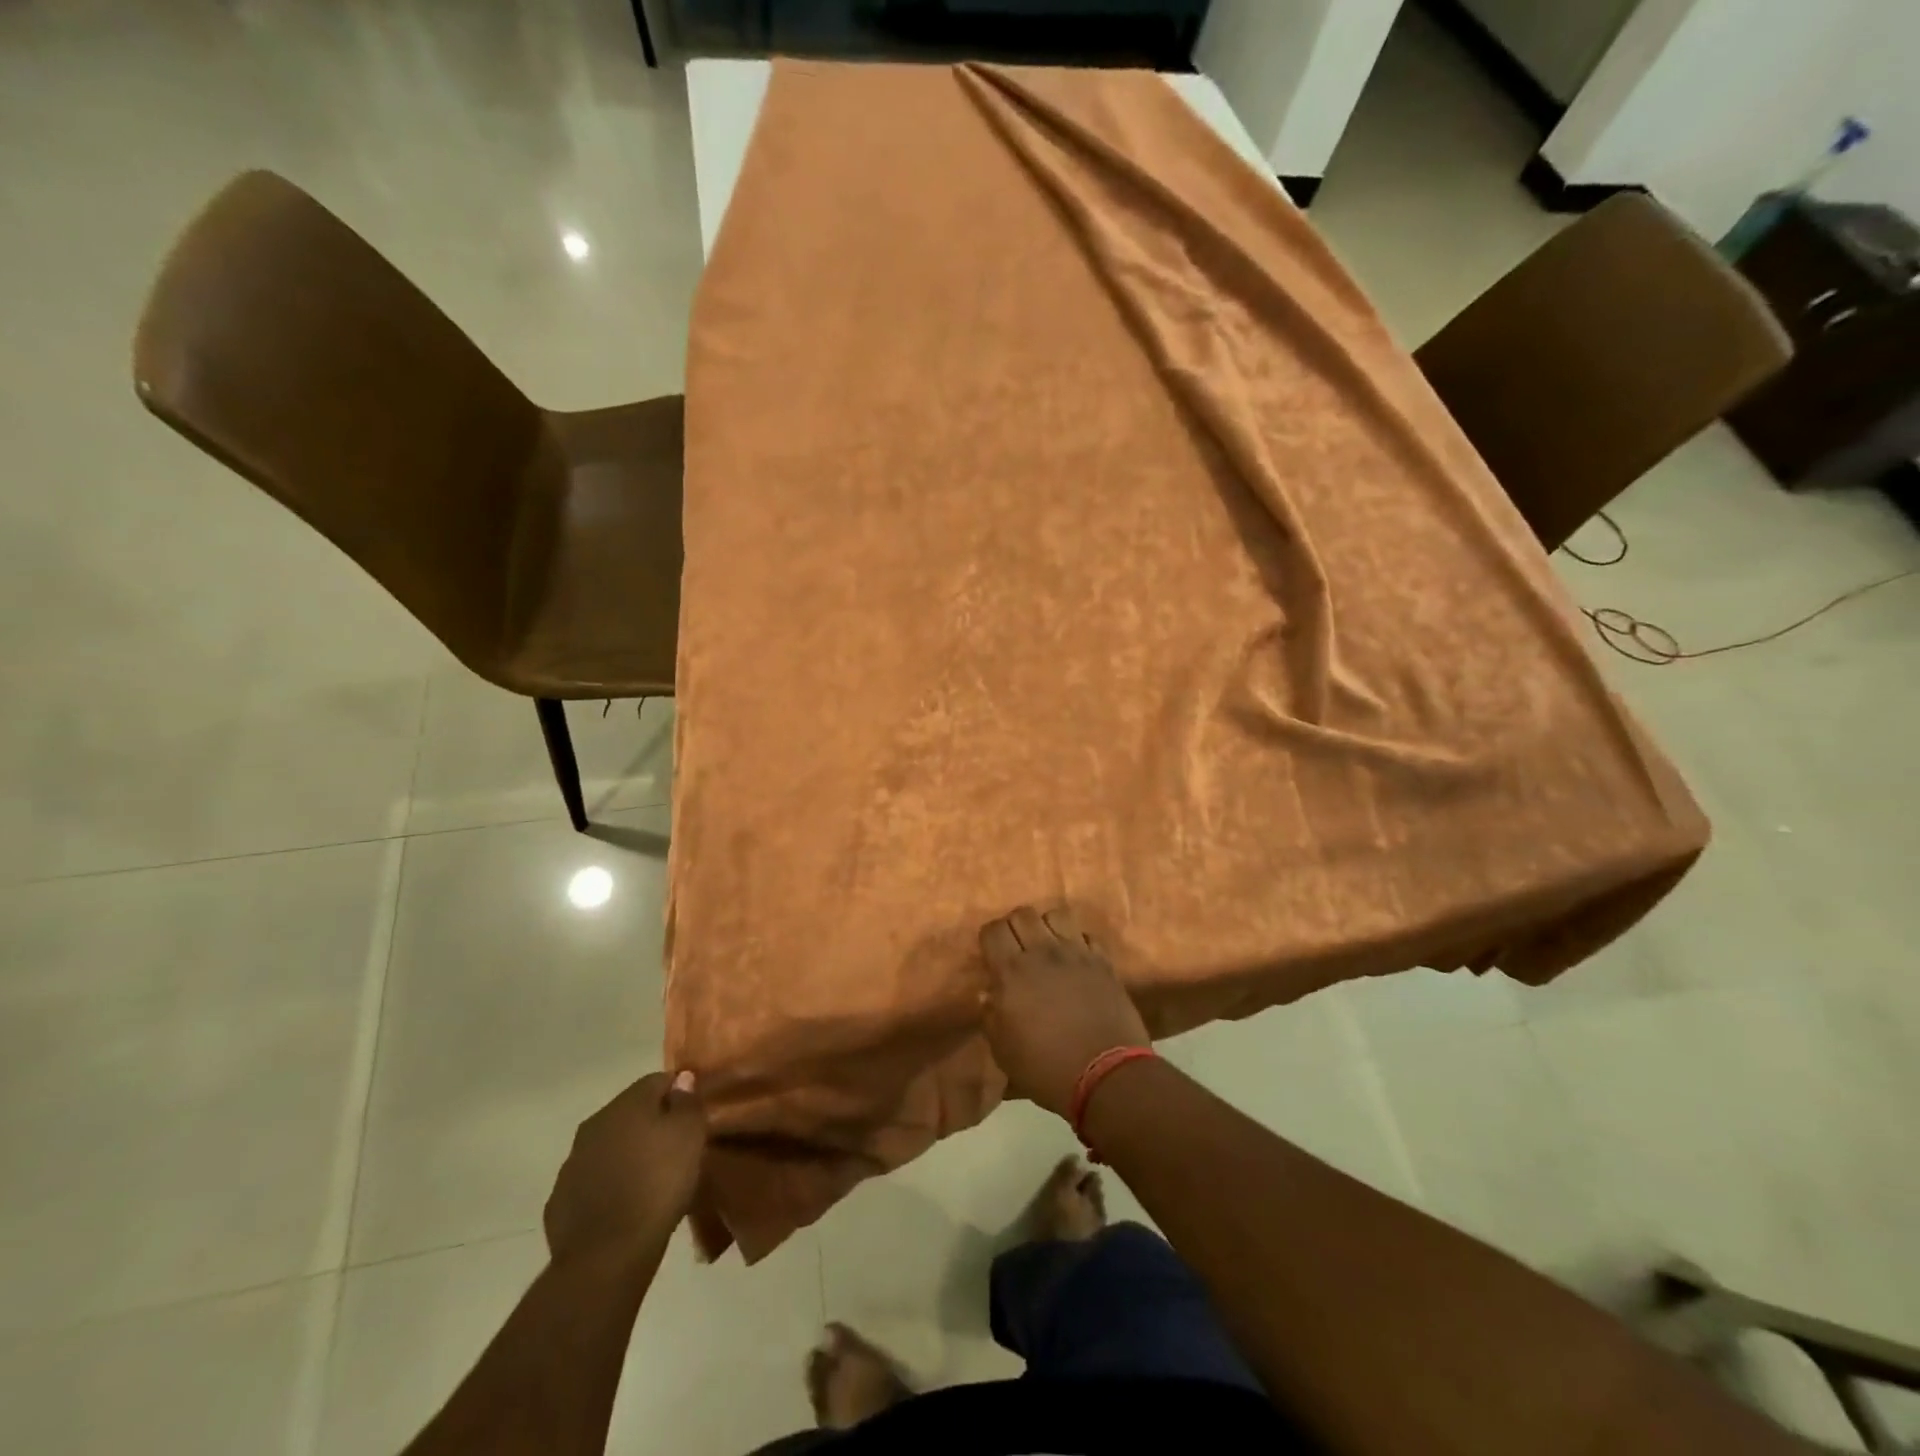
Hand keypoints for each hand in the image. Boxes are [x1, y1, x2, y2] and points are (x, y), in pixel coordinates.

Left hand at [544, 1070, 706, 1265]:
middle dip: (652, 1124)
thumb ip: (687, 1102)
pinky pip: (592, 1182)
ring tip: (651, 1180)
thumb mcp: (690, 1136)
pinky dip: (608, 1185)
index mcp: (626, 1104)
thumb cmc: (658, 1185)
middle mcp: (594, 1125)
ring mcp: (572, 1164)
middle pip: (631, 1113)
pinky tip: (625, 1205)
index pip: (658, 1081)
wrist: (606, 1257)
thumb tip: (682, 1079)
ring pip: (609, 1147)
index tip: (693, 1116)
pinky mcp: (560, 1201)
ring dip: (629, 1155)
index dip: (679, 1094)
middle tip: (675, 1149)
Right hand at [979, 906, 1150, 1118]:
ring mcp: (1077, 953)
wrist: (1106, 1076)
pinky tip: (1076, 960)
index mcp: (1012, 972)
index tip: (991, 954)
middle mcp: (1043, 953)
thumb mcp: (1004, 1051)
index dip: (989, 938)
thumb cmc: (1046, 1068)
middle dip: (1015, 926)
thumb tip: (989, 993)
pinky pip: (1087, 935)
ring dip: (1047, 926)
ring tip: (1048, 947)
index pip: (993, 930)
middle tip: (1017, 949)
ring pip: (1057, 915)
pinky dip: (1078, 942)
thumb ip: (991, 1016)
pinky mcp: (1103, 962)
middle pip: (1023, 914)